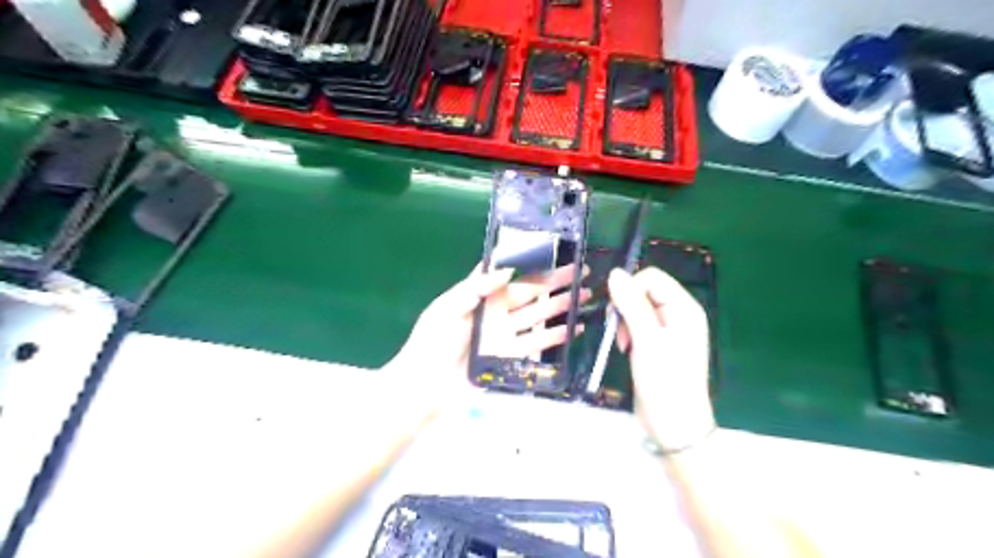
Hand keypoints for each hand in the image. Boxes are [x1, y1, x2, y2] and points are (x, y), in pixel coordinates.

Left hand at [386, 266, 588, 416]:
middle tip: (579, 270)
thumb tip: (506, 269)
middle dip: (553, 282)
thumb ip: (475, 287)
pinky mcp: (510, 356)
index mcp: (478, 296)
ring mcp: (504, 334)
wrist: (425, 386)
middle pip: (529, 292)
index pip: (508, 273)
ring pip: (537, 315)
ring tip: (584, 295)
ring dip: (559, 306)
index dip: (528, 262)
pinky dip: (554, 337)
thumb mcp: (447, 308)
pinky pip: (536, 343)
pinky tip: (573, 329)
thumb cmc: (432, 342)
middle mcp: (495, 312)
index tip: (551, 251)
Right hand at [605, 266, 713, 451]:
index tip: (618, 314)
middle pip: (645, 291)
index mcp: (684, 308)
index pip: (652, 278)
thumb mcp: (646, 340)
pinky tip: (627, 349)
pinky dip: (628, 333)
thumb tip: (615, 273)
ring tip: (624, 345)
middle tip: (621, 334)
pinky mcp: (659, 344)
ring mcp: (669, 330)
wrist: (674, 424)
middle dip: (626, 308)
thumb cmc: (665, 381)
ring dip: (625, 322)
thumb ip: (632, 304)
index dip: (631, 289)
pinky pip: (639, 325)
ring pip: (638, 308)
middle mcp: (679, 314)